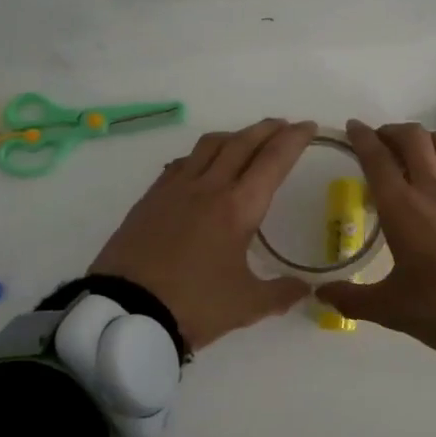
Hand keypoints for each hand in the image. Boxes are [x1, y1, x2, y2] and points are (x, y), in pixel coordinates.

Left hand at [90, 119, 317, 351]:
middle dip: (267, 129)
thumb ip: (280, 293)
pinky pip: (182, 162)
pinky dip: (201, 154)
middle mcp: (209, 186)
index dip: (294, 139)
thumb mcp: (246, 306)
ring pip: (210, 145)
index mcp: (239, 207)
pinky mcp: (151, 197)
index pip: (273, 160)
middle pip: (243, 143)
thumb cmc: (193, 305)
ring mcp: (176, 188)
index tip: (308, 126)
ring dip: (234, 136)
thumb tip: (306, 290)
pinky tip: (201, 165)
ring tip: (245, 140)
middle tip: (284, 125)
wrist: (127, 310)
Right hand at [316, 120, 435, 354]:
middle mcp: (433, 188)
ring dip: (426, 138)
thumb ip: (350, 299)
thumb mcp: (389, 309)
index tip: (353, 128)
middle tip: (382, 142)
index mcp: (401, 208)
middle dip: (393, 131)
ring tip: (417, 151)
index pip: (376, 158)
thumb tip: (320, 294)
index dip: (361, 137)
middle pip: (412, 137)